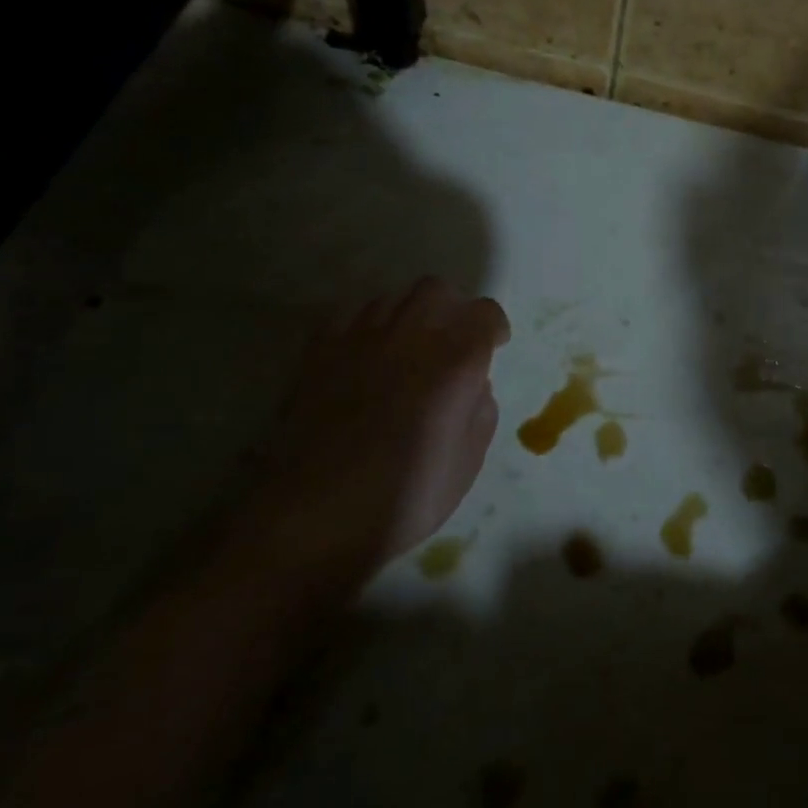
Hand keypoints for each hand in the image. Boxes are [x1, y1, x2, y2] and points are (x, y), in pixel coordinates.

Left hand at [234, 277, 510, 602]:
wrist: (313, 518)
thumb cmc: (404, 498)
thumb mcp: (467, 463)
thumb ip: (481, 411)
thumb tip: (473, 386)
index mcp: (455, 362)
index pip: (484, 313)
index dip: (493, 328)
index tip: (494, 348)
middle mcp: (410, 336)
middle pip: (437, 290)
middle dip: (453, 309)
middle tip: (452, 342)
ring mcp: (359, 339)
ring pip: (392, 297)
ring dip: (410, 315)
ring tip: (408, 349)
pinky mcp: (319, 353)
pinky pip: (349, 315)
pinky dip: (366, 326)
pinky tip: (366, 355)